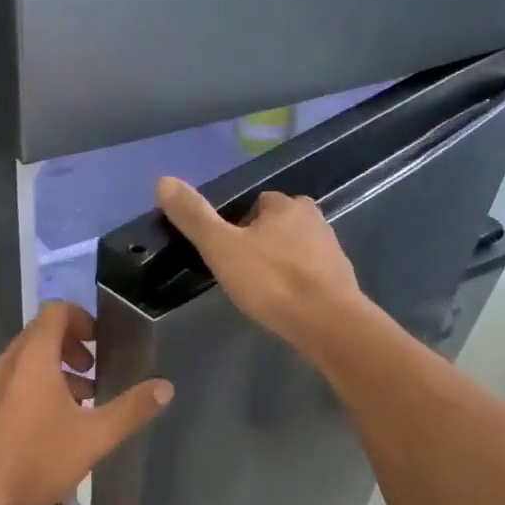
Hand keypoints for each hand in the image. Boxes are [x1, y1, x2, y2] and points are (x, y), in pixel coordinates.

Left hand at [0, 301, 172, 504]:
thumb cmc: (36, 460)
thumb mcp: (94, 437)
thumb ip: (131, 409)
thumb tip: (165, 387)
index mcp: (32, 357)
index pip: (55, 312)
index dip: (82, 318)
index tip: (101, 343)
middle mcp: (7, 363)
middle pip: (41, 335)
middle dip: (72, 348)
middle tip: (94, 374)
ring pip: (26, 362)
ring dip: (55, 371)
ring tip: (81, 403)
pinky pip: (13, 383)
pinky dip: (36, 389)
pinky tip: (52, 428)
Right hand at [155, 176, 365, 355]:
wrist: (328, 324)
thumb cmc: (272, 281)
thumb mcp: (221, 247)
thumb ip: (194, 216)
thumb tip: (163, 180)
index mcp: (287, 205)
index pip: (255, 204)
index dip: (236, 226)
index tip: (225, 252)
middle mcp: (314, 219)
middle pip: (276, 226)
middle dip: (259, 244)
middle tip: (240, 274)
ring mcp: (332, 250)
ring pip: (294, 250)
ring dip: (278, 265)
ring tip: (260, 291)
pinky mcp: (341, 280)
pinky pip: (309, 275)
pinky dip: (295, 285)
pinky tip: (284, 304)